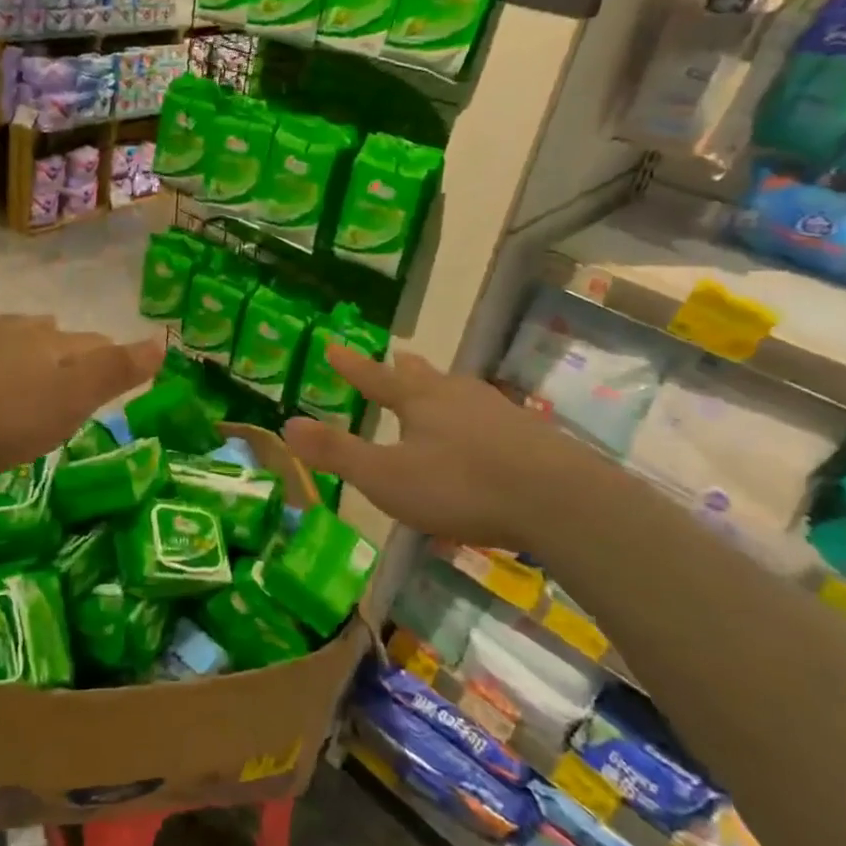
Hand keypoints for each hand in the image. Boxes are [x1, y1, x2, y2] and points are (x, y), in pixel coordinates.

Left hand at [0, 311, 162, 479]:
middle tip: (58, 367)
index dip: (105, 356)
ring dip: (1, 340)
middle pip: (39, 330)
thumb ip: (116, 371)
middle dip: (53, 344)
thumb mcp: (72, 401)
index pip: (90, 342)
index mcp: (47, 343)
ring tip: (4, 360)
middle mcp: (6, 331)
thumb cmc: (4, 418)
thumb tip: (162, 338)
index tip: (111, 372)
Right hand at [282, 346, 580, 547]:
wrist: (559, 500)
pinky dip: (476, 418)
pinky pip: (492, 418)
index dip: (352, 366)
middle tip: (398, 356)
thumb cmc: (461, 485)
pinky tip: (486, 433)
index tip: (332, 345)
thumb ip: (337, 453)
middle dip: (406, 370)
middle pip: (425, 377)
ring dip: (443, 388)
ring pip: (462, 392)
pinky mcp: (531, 437)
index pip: (375, 378)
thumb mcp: (386, 477)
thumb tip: (286, 425)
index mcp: (420, 401)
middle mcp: (458, 396)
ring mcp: (499, 413)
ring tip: (440, 387)